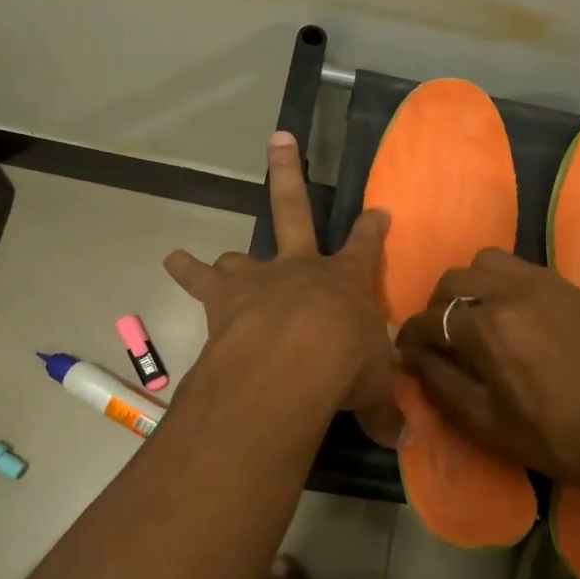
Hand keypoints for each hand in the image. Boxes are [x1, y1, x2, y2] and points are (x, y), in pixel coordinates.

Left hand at [165, 132, 401, 447]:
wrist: (294, 360)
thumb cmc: (345, 367)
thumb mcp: (373, 390)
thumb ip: (385, 411)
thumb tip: (406, 441)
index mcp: (347, 283)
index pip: (367, 247)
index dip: (373, 229)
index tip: (379, 209)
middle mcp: (302, 269)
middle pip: (296, 210)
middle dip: (289, 173)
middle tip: (280, 137)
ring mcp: (261, 278)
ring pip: (242, 255)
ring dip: (230, 258)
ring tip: (212, 259)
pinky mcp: (225, 298)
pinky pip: (201, 280)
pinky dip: (187, 271)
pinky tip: (172, 261)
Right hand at [395, 249, 579, 490]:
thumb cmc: (551, 436)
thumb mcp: (484, 419)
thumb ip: (440, 381)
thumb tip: (412, 356)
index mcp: (487, 326)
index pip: (431, 319)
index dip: (410, 335)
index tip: (404, 349)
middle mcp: (512, 291)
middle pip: (455, 279)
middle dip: (437, 306)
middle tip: (441, 335)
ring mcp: (546, 284)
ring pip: (489, 262)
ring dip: (472, 284)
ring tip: (478, 315)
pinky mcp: (571, 288)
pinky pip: (524, 270)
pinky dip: (506, 284)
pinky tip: (516, 317)